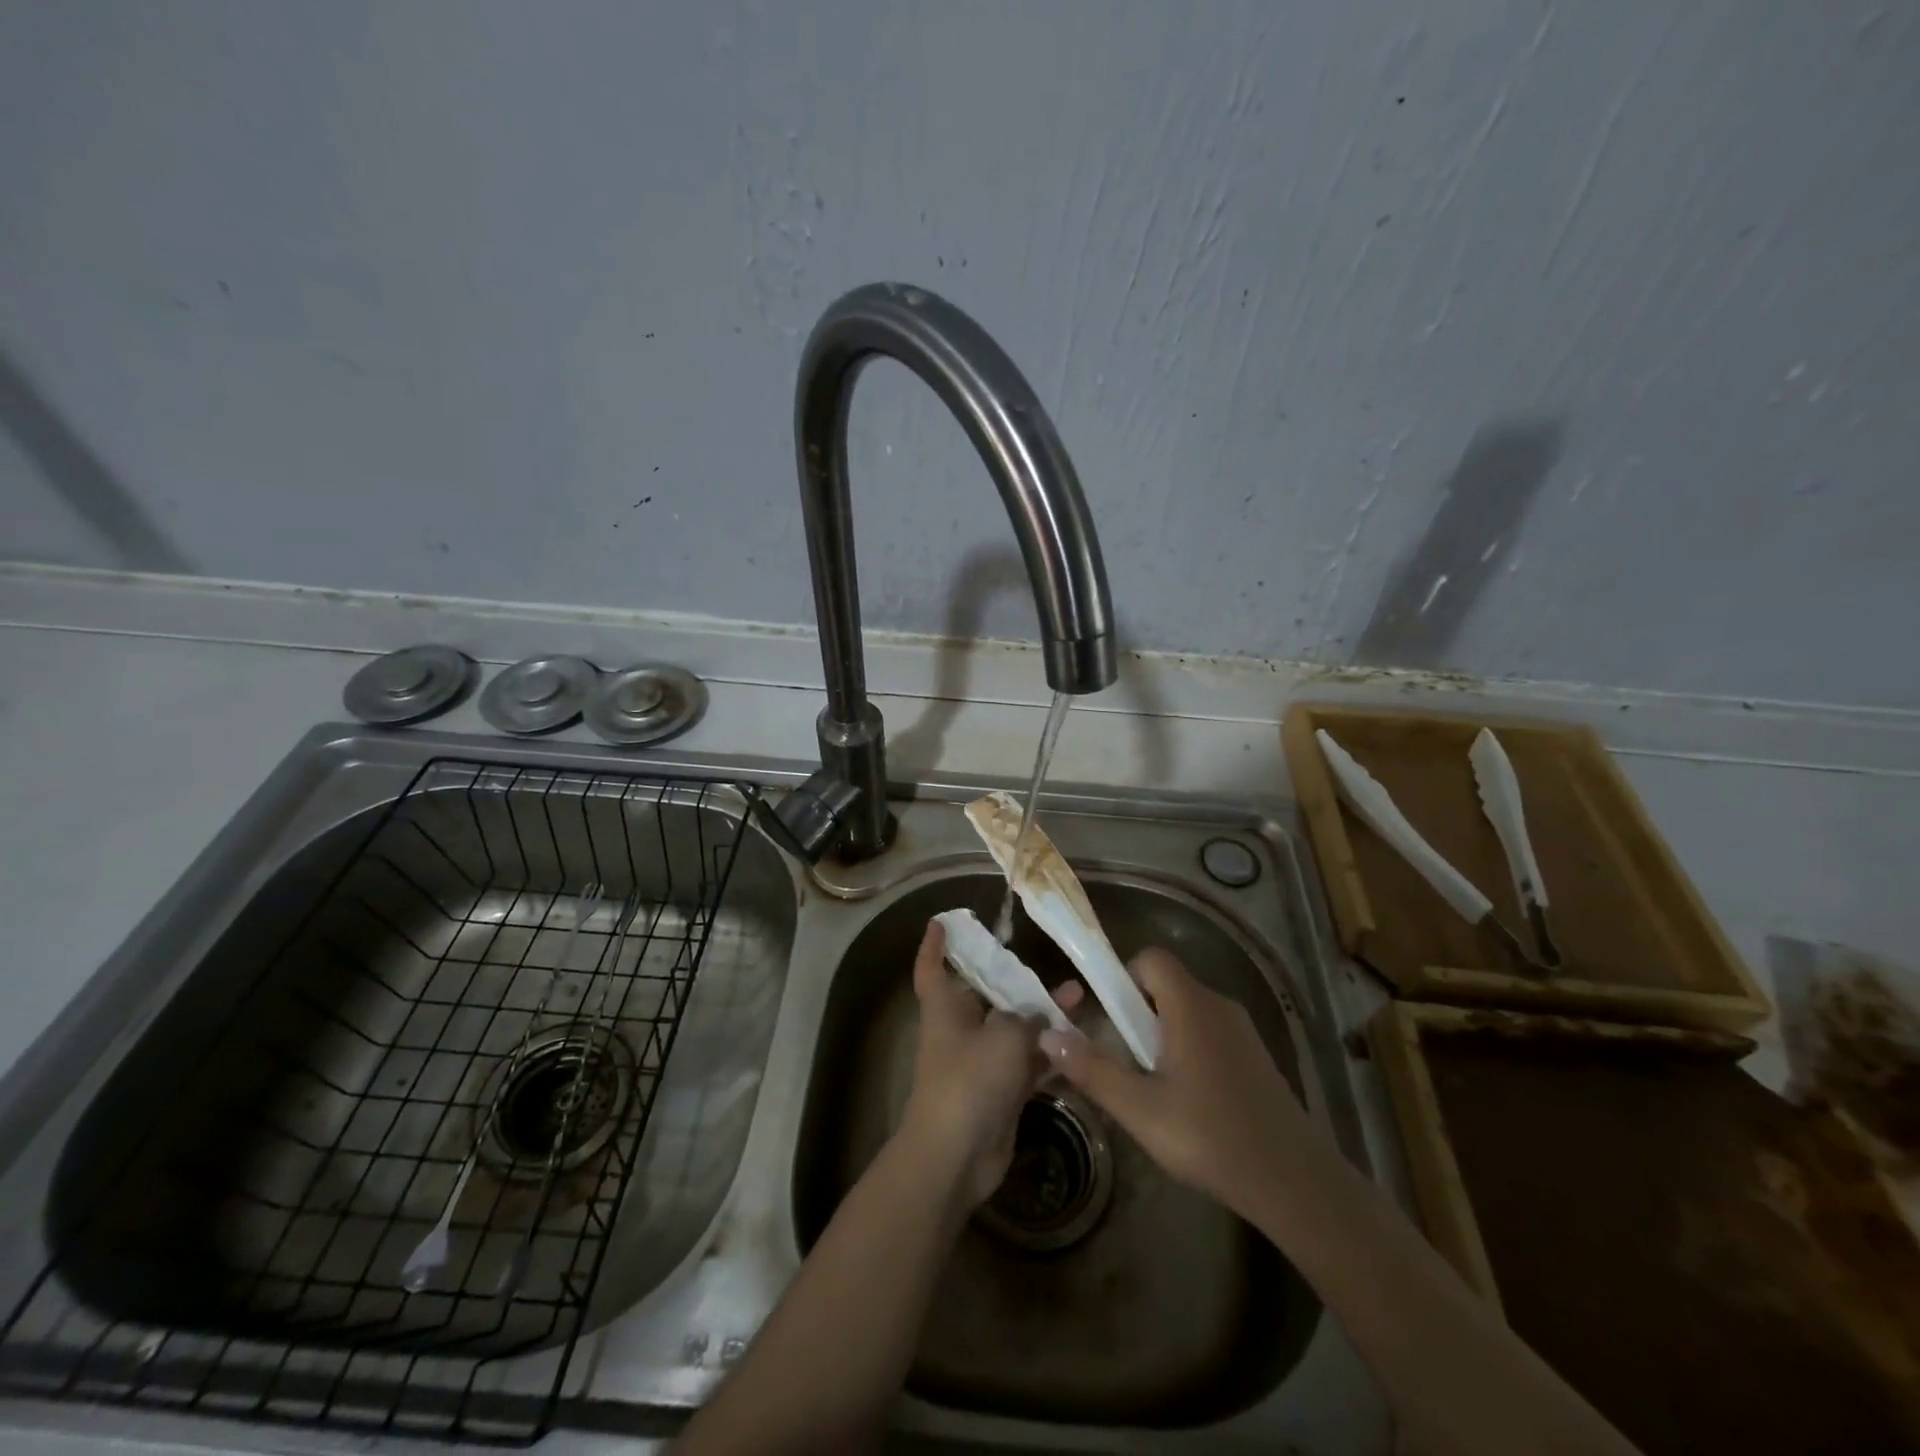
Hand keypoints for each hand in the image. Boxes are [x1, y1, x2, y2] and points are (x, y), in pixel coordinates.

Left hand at [899, 920, 1082, 1207]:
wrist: (955, 1157)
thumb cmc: (970, 1080)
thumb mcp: (1004, 1037)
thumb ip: (1026, 1019)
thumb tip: (1038, 1017)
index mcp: (945, 1008)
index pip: (932, 967)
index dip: (934, 945)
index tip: (942, 922)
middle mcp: (960, 1029)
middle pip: (985, 995)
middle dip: (1013, 979)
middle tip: (1042, 959)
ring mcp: (981, 1062)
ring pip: (1013, 1028)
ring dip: (1041, 1015)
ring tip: (1078, 996)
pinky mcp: (1000, 1091)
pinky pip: (1027, 1062)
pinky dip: (1049, 1053)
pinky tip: (1080, 1043)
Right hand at [1039, 947, 1310, 1220]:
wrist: (1296, 1183)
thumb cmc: (1211, 1137)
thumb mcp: (1140, 1109)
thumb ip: (1092, 1070)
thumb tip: (1048, 1036)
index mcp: (1191, 1006)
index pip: (1151, 959)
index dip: (1123, 978)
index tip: (1108, 1019)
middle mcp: (1218, 1005)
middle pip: (1166, 986)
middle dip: (1136, 1014)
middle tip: (1123, 1060)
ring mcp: (1242, 1031)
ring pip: (1187, 1012)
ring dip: (1160, 1036)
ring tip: (1149, 1087)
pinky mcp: (1255, 1057)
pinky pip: (1209, 1034)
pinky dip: (1187, 1051)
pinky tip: (1185, 1102)